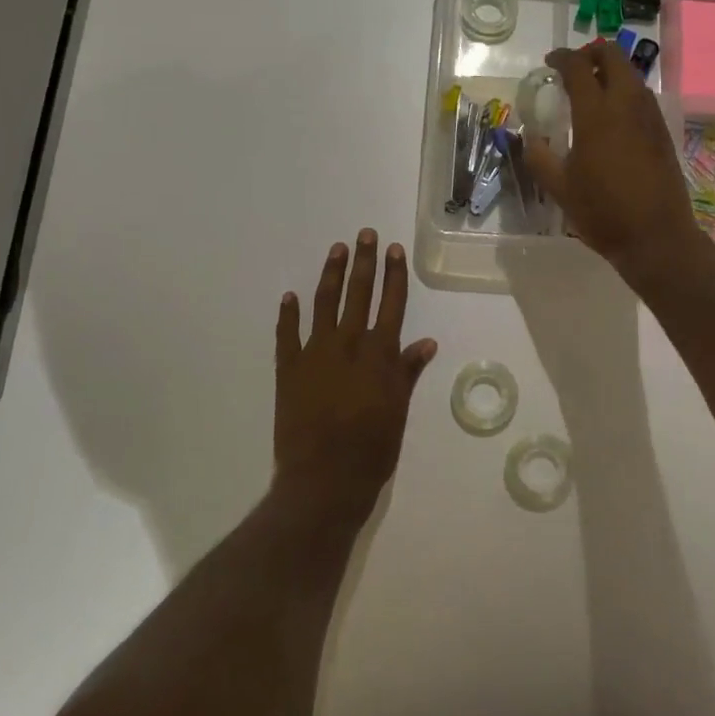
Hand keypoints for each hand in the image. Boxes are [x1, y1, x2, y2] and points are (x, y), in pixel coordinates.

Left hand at [274, 230, 438, 524]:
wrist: (323, 481)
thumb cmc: (371, 450)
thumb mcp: (399, 411)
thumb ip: (408, 372)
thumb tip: (427, 342)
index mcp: (379, 354)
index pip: (391, 303)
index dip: (393, 274)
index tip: (394, 249)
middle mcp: (348, 345)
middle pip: (358, 294)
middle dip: (363, 261)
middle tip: (364, 234)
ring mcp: (315, 354)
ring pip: (324, 304)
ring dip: (330, 275)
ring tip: (335, 250)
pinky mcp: (288, 369)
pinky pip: (287, 334)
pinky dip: (289, 314)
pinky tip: (290, 296)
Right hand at [525, 40, 710, 287]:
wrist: (657, 237)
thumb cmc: (603, 212)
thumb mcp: (560, 188)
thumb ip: (539, 157)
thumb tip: (529, 138)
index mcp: (597, 114)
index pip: (579, 67)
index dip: (562, 58)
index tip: (550, 62)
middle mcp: (627, 105)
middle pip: (614, 56)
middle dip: (592, 52)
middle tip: (574, 67)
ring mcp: (649, 117)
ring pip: (632, 74)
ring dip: (611, 70)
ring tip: (592, 89)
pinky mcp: (662, 132)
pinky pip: (643, 96)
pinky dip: (625, 90)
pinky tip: (613, 115)